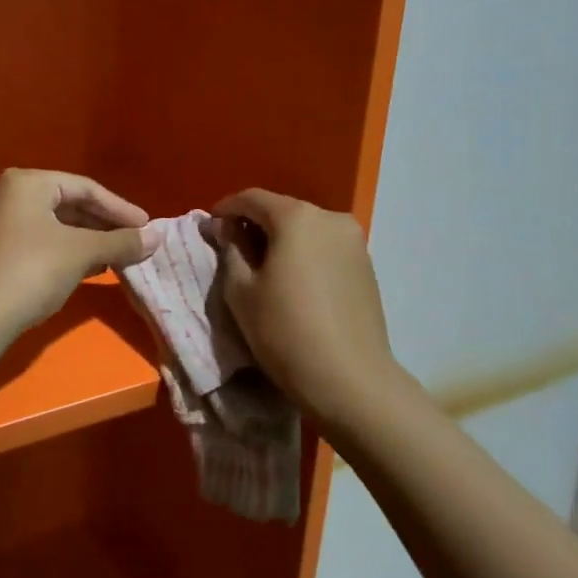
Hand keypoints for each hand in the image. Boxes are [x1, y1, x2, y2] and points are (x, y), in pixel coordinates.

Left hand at [0, 169, 158, 334]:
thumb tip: (157, 237)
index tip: (147, 227)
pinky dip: (67, 251)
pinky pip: (40, 241)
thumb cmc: (33, 270)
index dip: (120, 208)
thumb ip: (121, 241)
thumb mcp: (82, 252)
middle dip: (104, 225)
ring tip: (119, 256)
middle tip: (134, 242)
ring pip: (54, 225)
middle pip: (68, 204)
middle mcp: (7, 195)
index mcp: (26, 182)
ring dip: (88, 240)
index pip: (85, 188)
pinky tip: (90, 267)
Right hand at [211, 189, 410, 424]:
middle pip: (282, 210)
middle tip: (232, 247)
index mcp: (296, 218)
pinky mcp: (366, 264)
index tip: (210, 227)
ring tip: (261, 266)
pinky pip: (325, 246)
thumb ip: (230, 250)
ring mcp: (354, 240)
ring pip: (306, 228)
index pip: (252, 198)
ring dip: (281, 239)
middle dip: (255, 223)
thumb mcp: (241, 292)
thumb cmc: (284, 332)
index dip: (226, 209)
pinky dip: (304, 253)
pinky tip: (293, 279)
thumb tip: (225, 228)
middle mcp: (330, 218)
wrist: (350, 379)